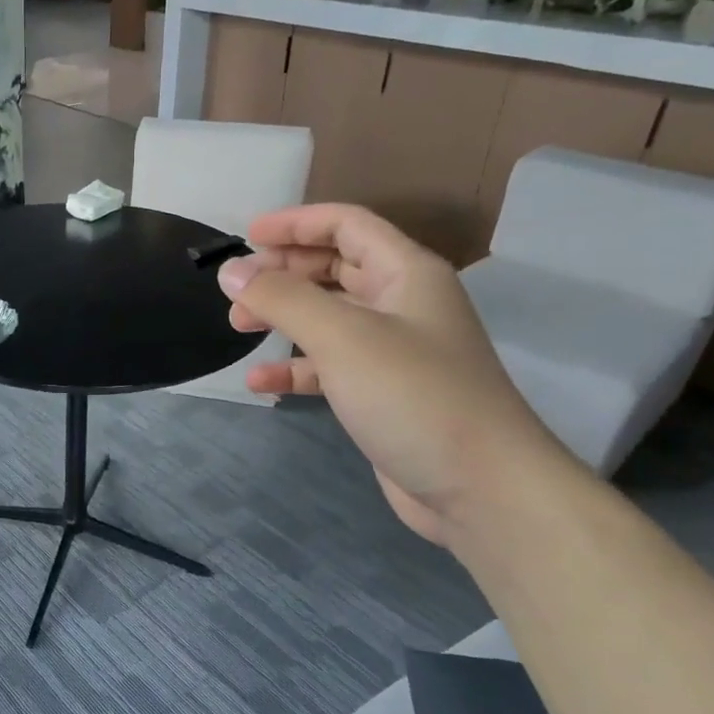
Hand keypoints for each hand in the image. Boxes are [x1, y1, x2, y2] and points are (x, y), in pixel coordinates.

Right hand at [218, 205, 574, 545]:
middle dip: (283, 272)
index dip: (296, 223)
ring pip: (327, 317)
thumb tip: (231, 272)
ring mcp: (393, 351)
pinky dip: (294, 368)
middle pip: (334, 267)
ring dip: (283, 317)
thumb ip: (282, 298)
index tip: (247, 236)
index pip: (346, 225)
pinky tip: (261, 382)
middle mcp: (402, 304)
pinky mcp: (382, 394)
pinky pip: (329, 366)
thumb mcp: (342, 336)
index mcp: (406, 273)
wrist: (483, 491)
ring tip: (239, 328)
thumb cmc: (414, 396)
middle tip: (237, 289)